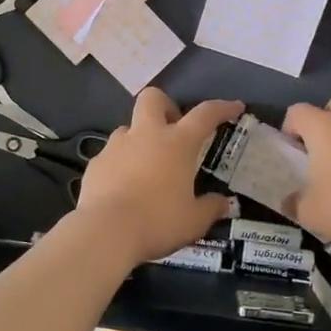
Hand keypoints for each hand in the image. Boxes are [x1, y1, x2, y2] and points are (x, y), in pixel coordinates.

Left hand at [76, 89, 243, 263]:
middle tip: (173, 129)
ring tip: (147, 166)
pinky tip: (123, 187)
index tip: (234, 107)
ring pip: (129, 127)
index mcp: (177, 143)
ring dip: (140, 139)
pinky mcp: (96, 163)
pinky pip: (111, 155)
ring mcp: (116, 146)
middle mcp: (146, 135)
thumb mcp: (194, 221)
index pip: (205, 114)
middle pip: (153, 99)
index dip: (222, 108)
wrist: (105, 232)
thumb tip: (223, 202)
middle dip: (165, 106)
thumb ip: (210, 208)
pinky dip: (120, 164)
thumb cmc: (158, 221)